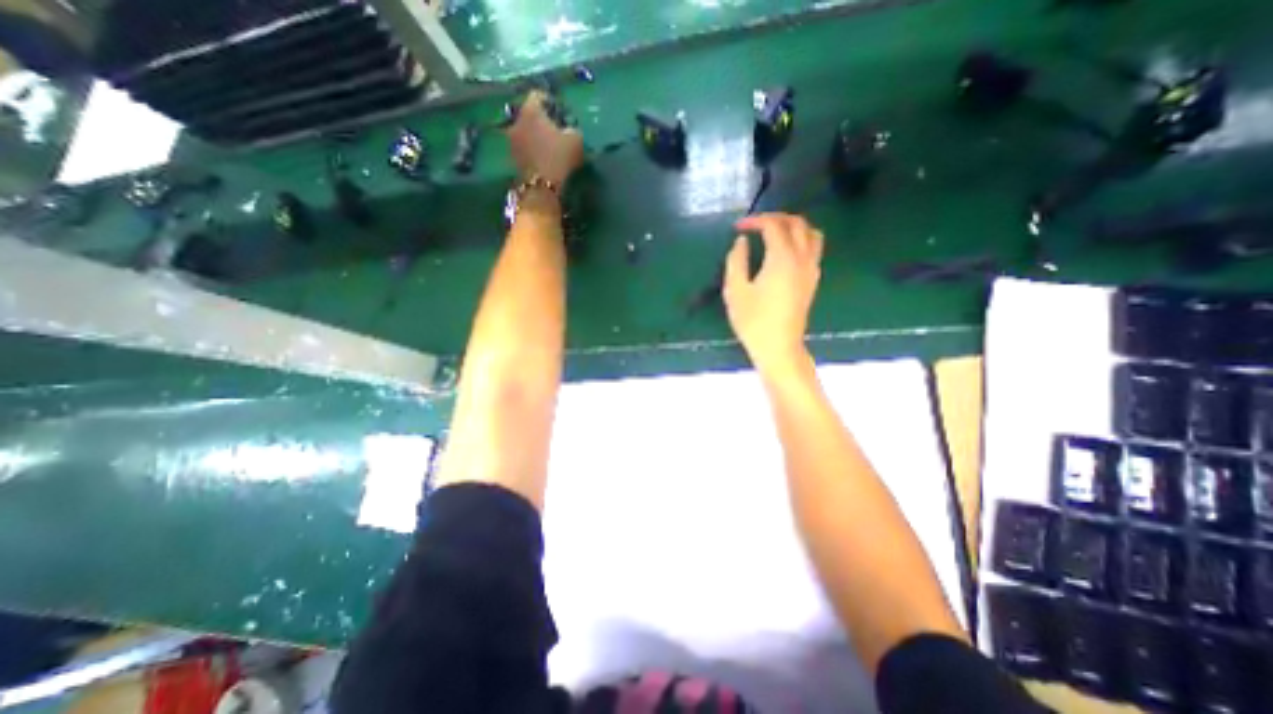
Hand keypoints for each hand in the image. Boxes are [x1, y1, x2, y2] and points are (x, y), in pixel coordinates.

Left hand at [508, 89, 585, 187]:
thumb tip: (570, 129)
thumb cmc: (558, 158)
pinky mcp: (512, 157)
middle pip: (529, 113)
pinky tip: (543, 158)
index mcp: (531, 110)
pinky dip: (532, 148)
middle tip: (555, 129)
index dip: (551, 102)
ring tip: (549, 146)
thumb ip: (573, 129)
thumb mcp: (575, 140)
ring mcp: (511, 140)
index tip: (561, 112)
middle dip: (541, 120)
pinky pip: (524, 146)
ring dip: (535, 135)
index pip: (538, 95)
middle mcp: (516, 120)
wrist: (541, 188)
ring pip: (525, 130)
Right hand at [726, 212, 825, 371]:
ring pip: (812, 234)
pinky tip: (785, 251)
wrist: (778, 347)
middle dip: (776, 217)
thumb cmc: (753, 321)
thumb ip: (736, 260)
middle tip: (756, 225)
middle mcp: (802, 258)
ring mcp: (811, 269)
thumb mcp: (735, 290)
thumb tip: (741, 242)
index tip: (738, 227)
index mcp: (782, 258)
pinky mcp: (813, 280)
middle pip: (797, 223)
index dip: (755, 221)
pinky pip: (814, 248)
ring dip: (793, 226)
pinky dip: (801, 239)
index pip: (773, 225)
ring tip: (774, 233)